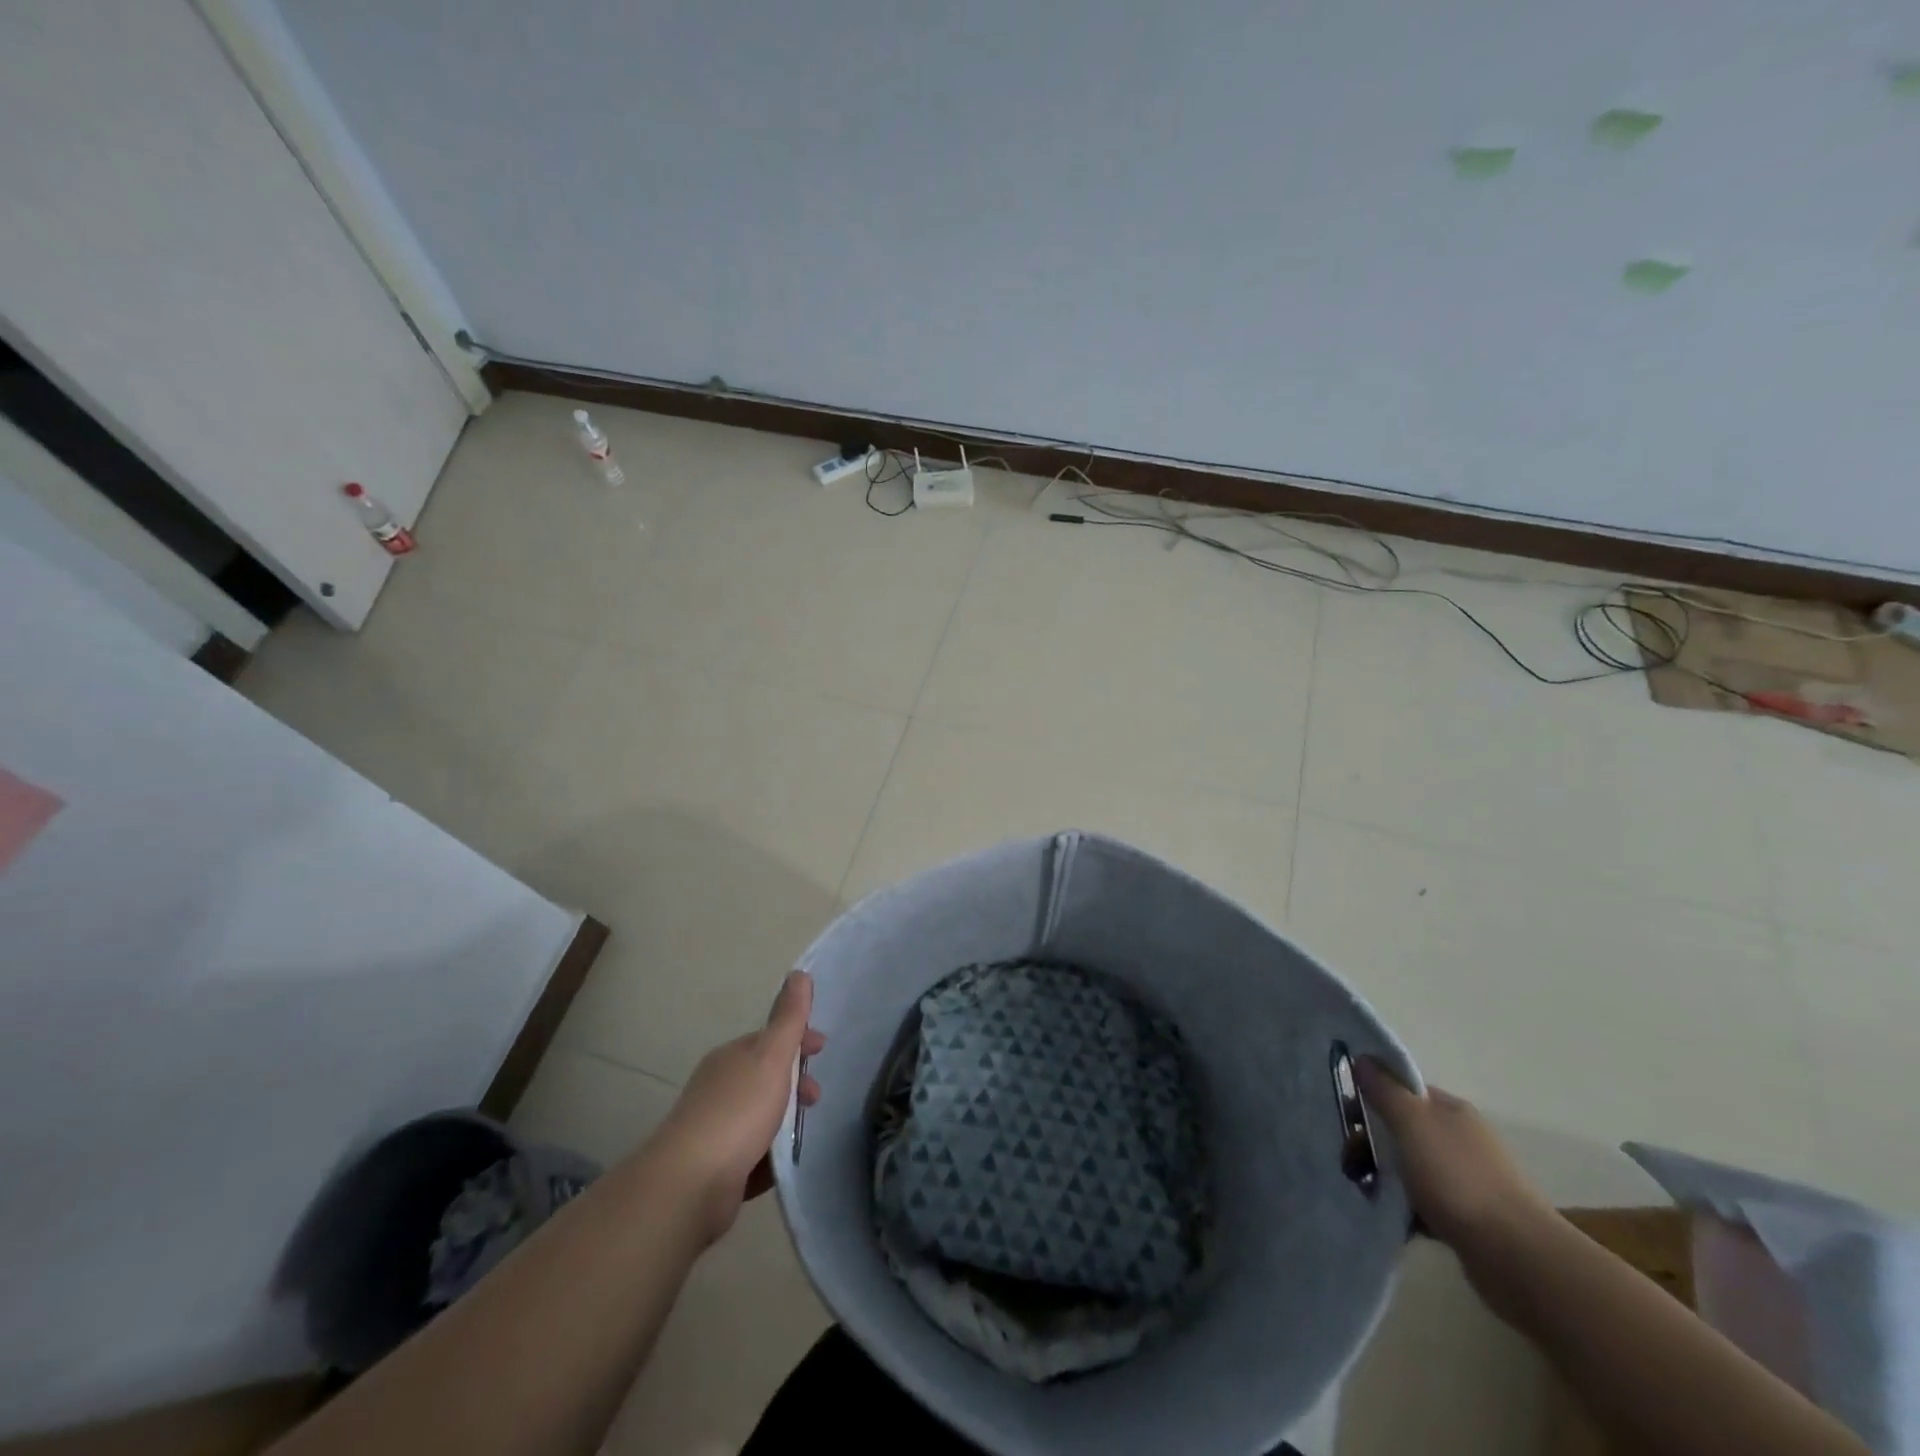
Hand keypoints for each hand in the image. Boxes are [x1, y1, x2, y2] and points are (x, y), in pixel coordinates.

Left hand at [647, 971, 824, 1243]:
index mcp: (731, 1057)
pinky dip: (770, 1154)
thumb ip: (788, 1018)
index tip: (823, 1048)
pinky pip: (752, 1153)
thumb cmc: (737, 1112)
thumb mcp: (770, 1057)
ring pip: (760, 1115)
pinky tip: (783, 1164)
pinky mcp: (715, 1168)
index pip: (770, 1038)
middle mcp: (720, 1087)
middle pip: (766, 1077)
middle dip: (795, 1081)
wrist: (689, 1185)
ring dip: (785, 1119)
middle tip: (816, 1098)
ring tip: (805, 1132)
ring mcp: (714, 1128)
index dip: (798, 1038)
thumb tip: (799, 973)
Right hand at [1355, 1058, 1550, 1251]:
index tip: (1346, 1118)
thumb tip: (1363, 1058)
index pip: (1401, 1090)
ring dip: (1383, 1177)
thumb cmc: (1458, 1178)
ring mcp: (1465, 1179)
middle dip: (1370, 1143)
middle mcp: (1459, 1139)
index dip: (1370, 1097)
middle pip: (1401, 1129)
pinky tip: (1391, 1218)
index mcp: (1450, 1110)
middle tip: (1350, 1163)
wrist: (1516, 1257)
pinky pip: (1423, 1203)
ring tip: (1364, 1192)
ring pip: (1408, 1167)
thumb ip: (1384, 1089)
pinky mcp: (1466, 1217)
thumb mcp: (1412, 1122)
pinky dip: (1404, 1208)